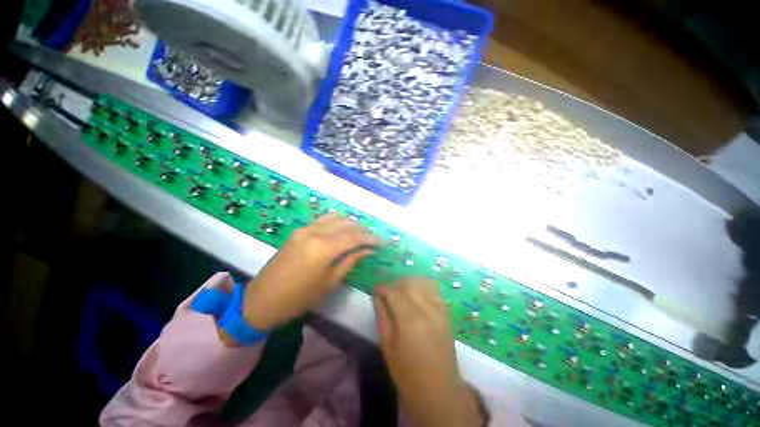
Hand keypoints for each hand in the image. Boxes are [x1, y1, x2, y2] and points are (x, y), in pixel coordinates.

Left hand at [242, 214, 377, 330]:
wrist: (262, 300)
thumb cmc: (299, 298)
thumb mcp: (329, 282)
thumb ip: (350, 261)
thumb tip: (367, 250)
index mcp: (324, 248)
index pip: (354, 237)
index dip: (370, 238)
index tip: (382, 242)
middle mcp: (315, 233)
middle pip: (346, 224)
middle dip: (362, 230)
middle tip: (372, 239)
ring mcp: (305, 229)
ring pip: (335, 218)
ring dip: (350, 224)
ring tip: (359, 234)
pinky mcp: (299, 231)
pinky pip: (322, 220)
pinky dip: (336, 222)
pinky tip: (341, 229)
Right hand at [373, 279, 484, 426]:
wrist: (439, 391)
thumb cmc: (407, 373)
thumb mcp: (387, 346)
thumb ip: (382, 315)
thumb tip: (377, 295)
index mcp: (411, 320)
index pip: (394, 292)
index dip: (382, 287)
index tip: (375, 289)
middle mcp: (428, 309)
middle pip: (409, 283)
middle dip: (395, 283)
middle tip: (386, 292)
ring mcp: (440, 310)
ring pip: (422, 283)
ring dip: (408, 283)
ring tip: (400, 291)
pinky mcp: (447, 312)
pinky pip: (433, 290)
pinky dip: (422, 286)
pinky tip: (415, 294)